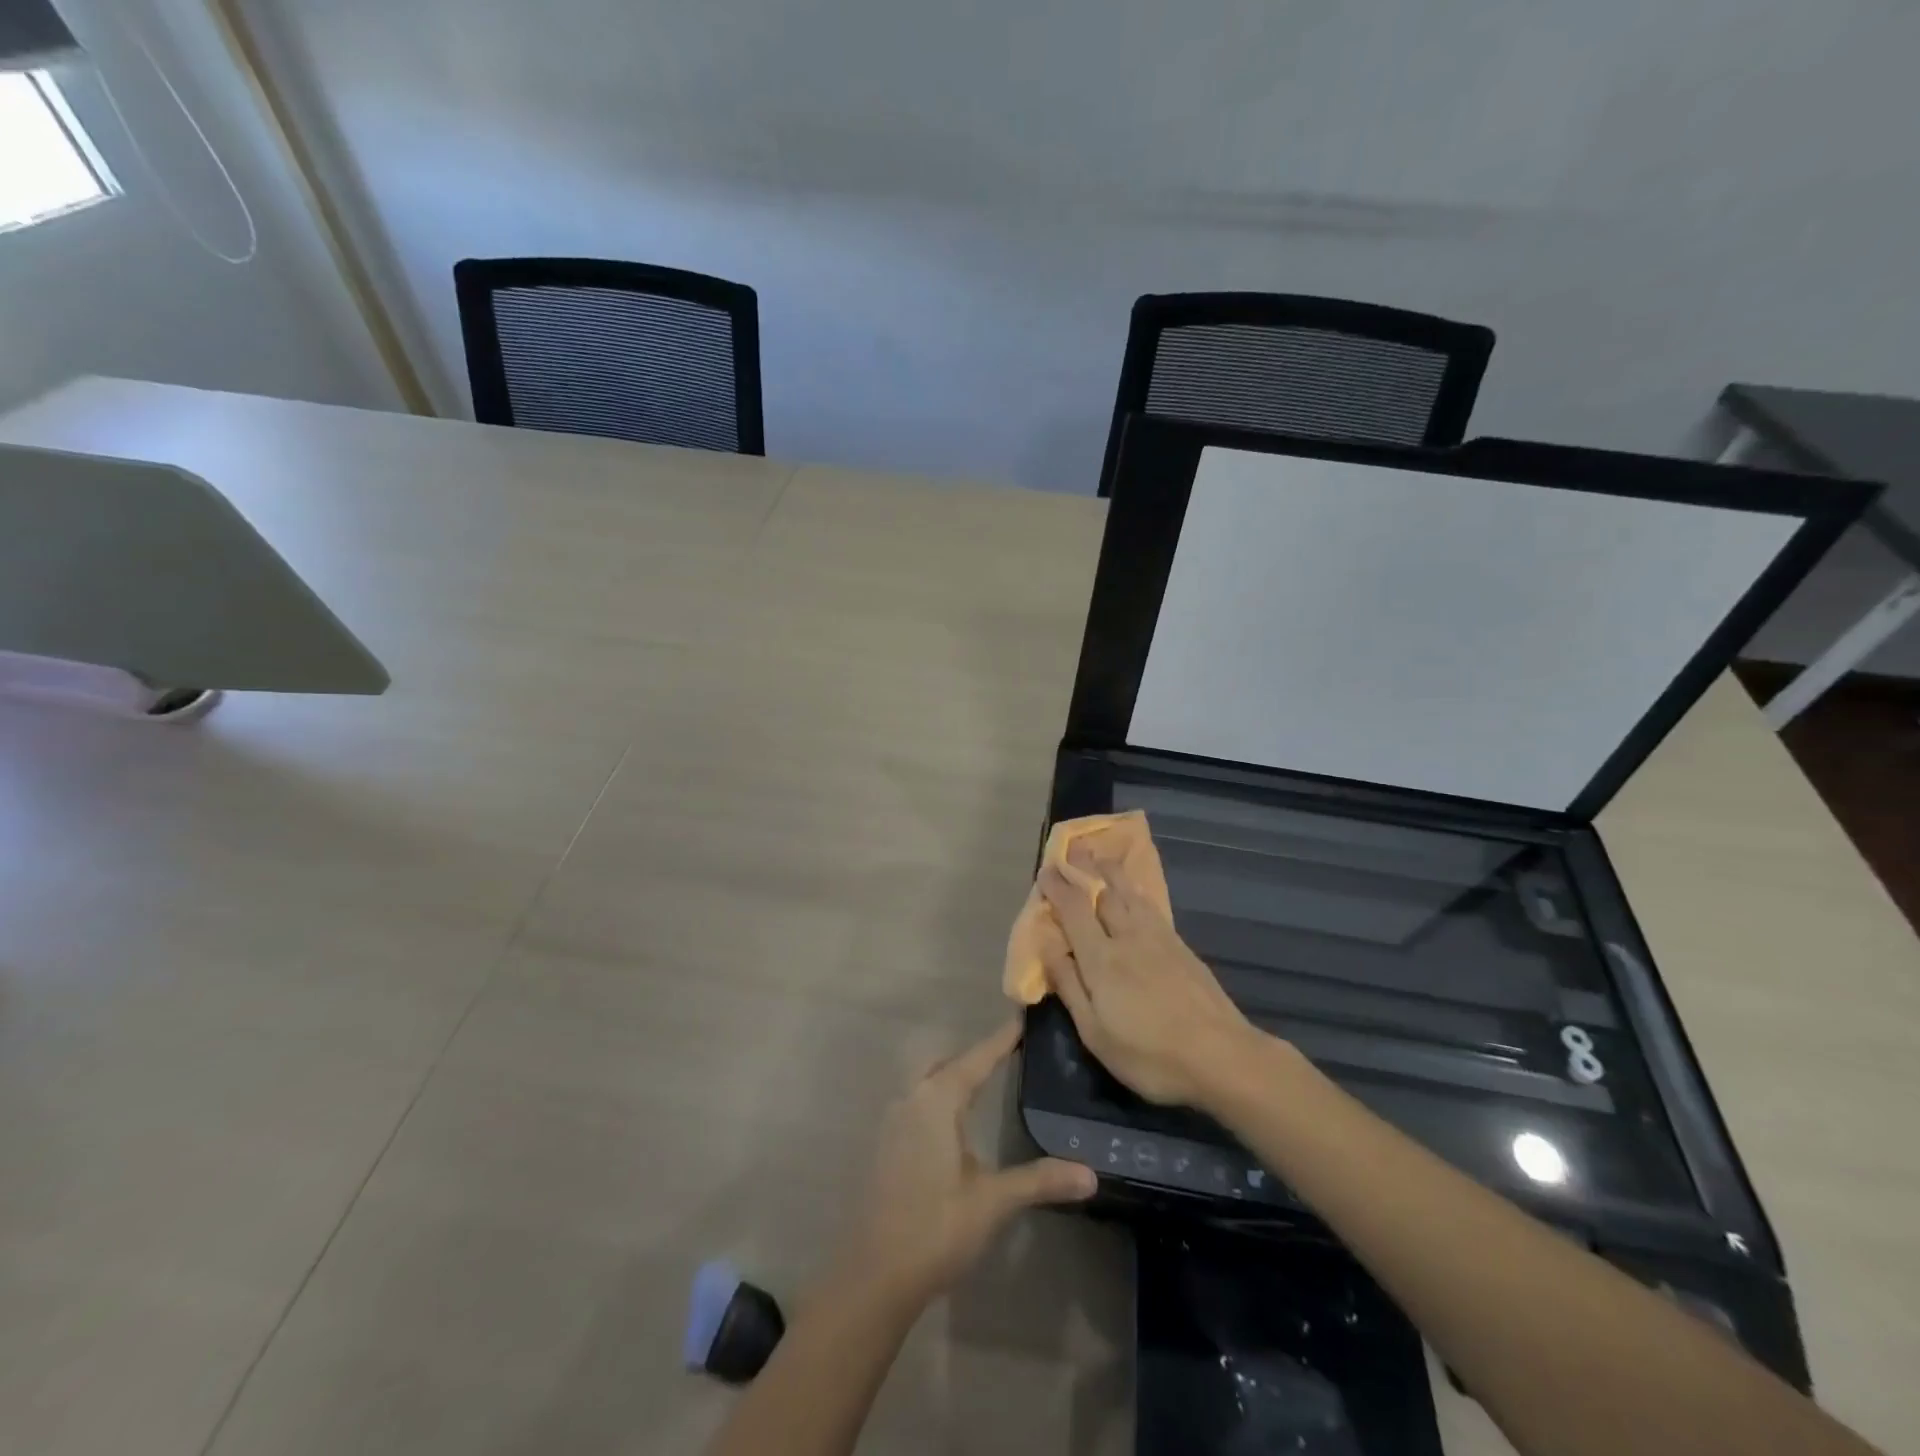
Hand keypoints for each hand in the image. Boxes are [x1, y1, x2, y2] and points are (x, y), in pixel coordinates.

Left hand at [835, 1019, 1096, 1306]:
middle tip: (1011, 1054)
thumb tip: (1091, 1173)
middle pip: (949, 1064)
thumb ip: (1039, 1181)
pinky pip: (920, 1104)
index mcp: (937, 1101)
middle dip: (978, 1057)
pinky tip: (958, 1125)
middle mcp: (912, 1100)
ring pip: (930, 1083)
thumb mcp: (992, 1202)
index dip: (1002, 1039)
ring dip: (957, 1078)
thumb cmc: (935, 1227)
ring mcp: (895, 1122)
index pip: (977, 1059)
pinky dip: (942, 1100)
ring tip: (989, 1082)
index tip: (1024, 1018)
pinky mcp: (888, 1146)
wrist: (874, 1275)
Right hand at [1038, 851, 1259, 1107]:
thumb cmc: (1150, 1055)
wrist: (1222, 1057)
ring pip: (1131, 894)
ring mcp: (1159, 939)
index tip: (1045, 870)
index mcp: (1102, 959)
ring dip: (1113, 872)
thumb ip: (1069, 986)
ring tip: (1103, 857)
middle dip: (1086, 869)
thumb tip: (1047, 946)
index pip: (1074, 911)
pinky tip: (1136, 891)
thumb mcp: (1096, 1033)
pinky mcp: (1182, 947)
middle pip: (1104, 893)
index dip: (1058, 888)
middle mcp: (1128, 938)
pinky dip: (1137, 890)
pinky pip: (1151, 906)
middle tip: (1074, 849)